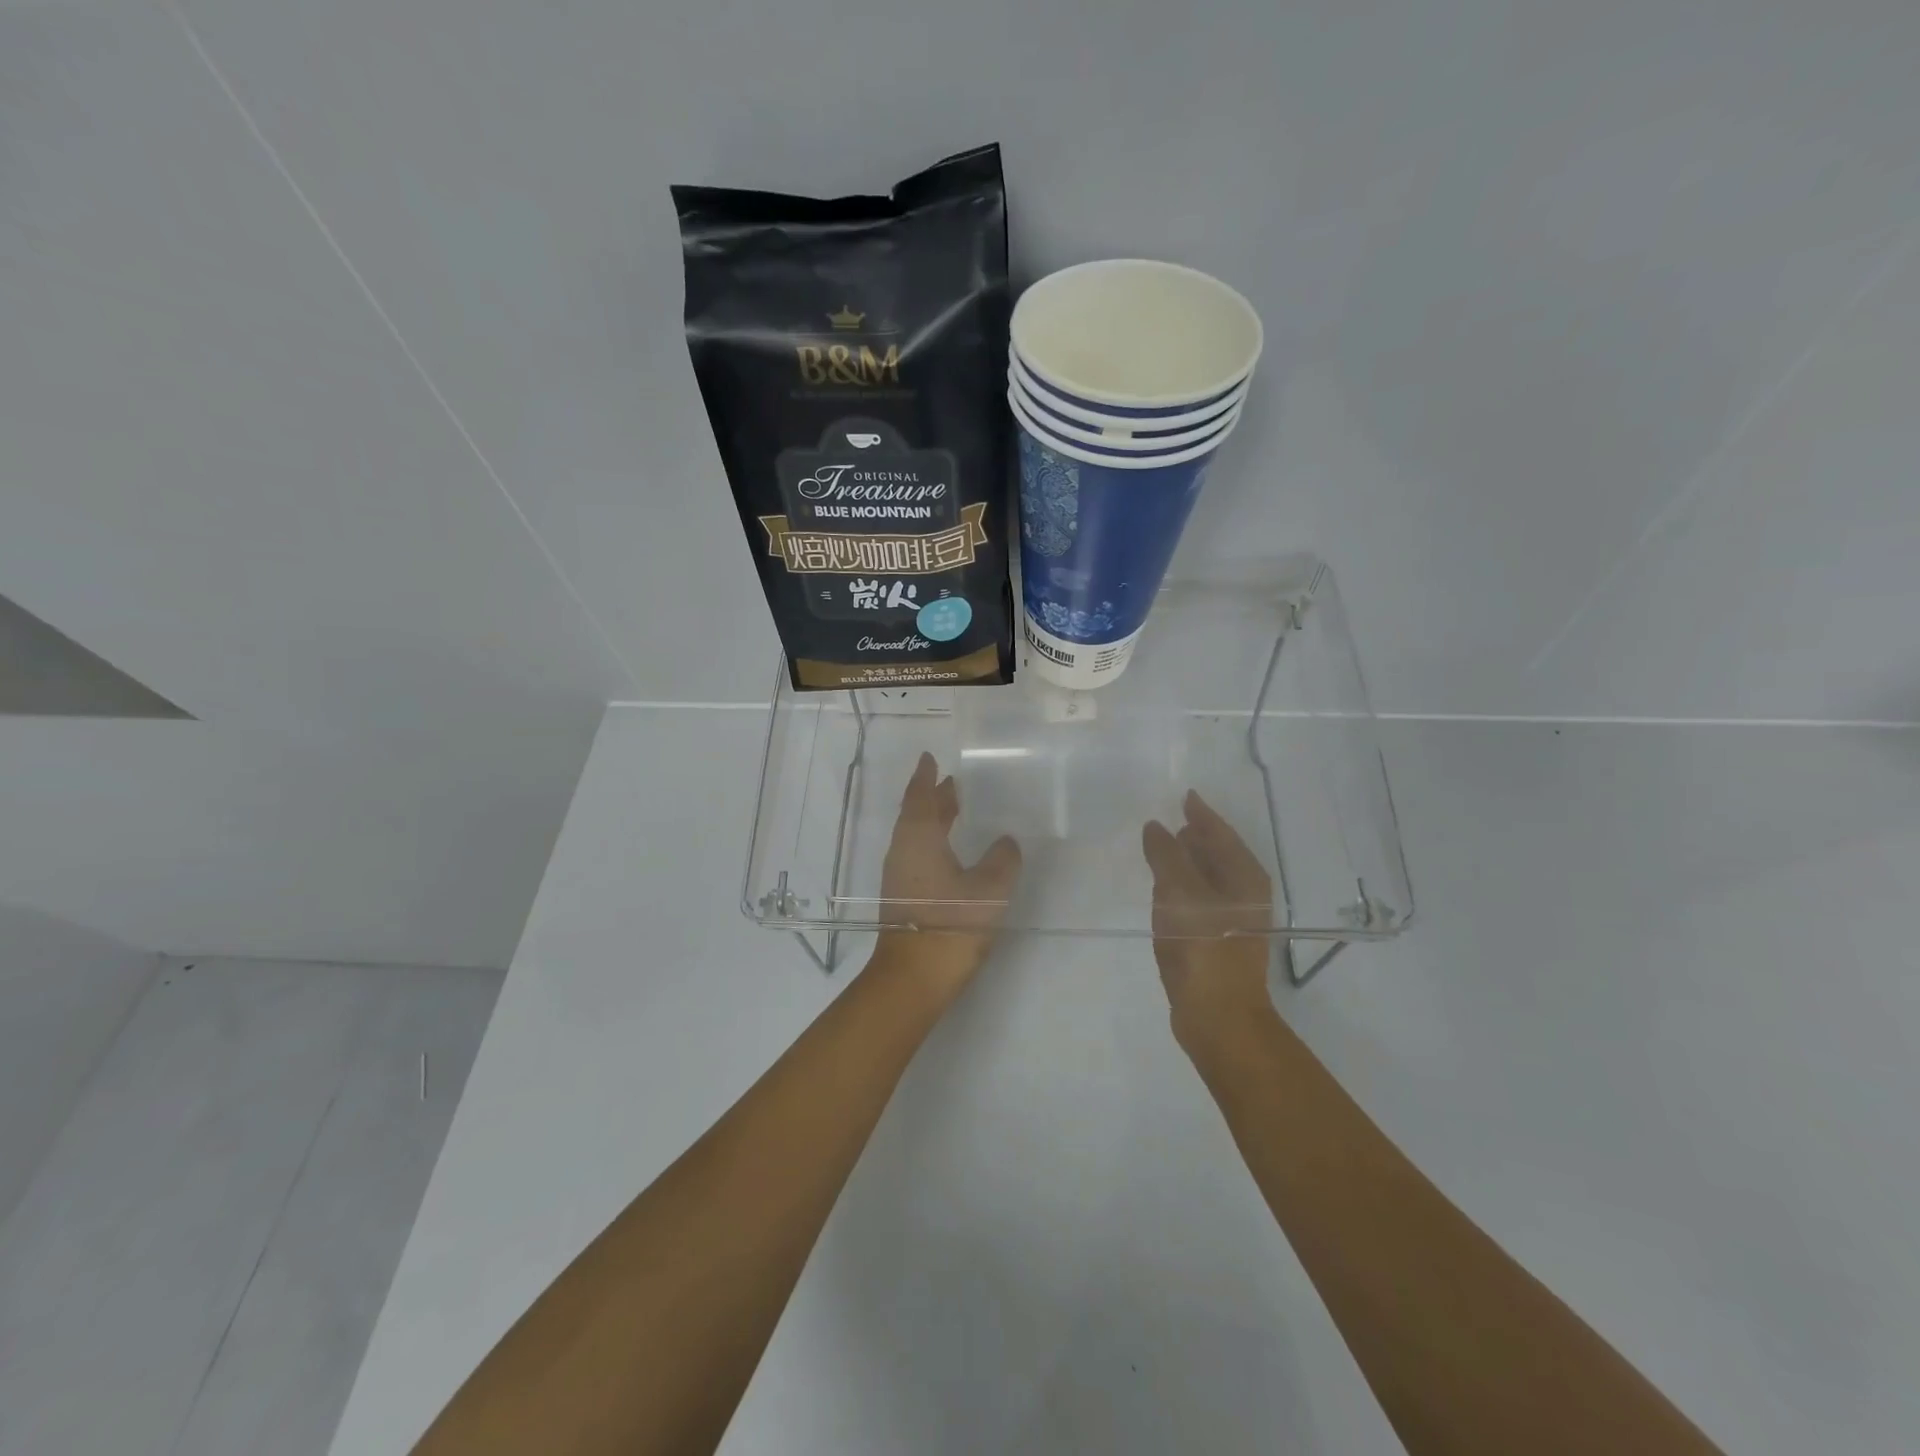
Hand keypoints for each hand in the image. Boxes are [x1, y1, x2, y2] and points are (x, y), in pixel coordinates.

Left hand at [870, 752, 1022, 1003]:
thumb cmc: (951, 923)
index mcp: (919, 838)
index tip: (930, 758)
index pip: (921, 796)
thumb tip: (1006, 841)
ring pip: (916, 835)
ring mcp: (899, 876)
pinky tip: (951, 852)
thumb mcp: (990, 888)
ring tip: (956, 809)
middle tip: (953, 782)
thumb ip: (1002, 859)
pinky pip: (917, 855)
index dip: (927, 776)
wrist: (913, 978)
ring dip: (934, 819)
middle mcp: (903, 851)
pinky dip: (933, 841)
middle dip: (934, 797)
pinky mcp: (903, 897)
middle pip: (917, 814)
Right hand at [1141, 791, 1278, 1053]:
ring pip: (1205, 878)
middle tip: (1168, 820)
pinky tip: (1162, 890)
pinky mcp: (1214, 941)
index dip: (1201, 814)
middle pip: (1217, 854)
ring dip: (1185, 862)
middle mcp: (1244, 893)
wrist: (1216, 1015)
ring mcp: (1231, 919)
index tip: (1184, 795)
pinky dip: (1180, 888)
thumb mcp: (1179, 892)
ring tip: (1161, 848)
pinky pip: (1195, 900)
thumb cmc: (1203, 946)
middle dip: (1194, 836)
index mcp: (1244, 876)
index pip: (1220, 833)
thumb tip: (1155, 826)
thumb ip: (1166, 854)